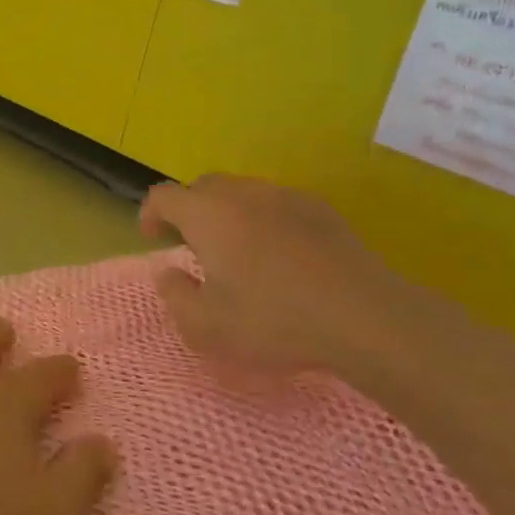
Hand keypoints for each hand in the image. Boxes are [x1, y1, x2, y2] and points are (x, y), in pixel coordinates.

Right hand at [140, 174, 438, 383]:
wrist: (363, 317)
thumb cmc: (273, 321)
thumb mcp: (206, 327)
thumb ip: (175, 297)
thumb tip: (168, 274)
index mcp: (207, 214)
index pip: (164, 196)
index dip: (151, 213)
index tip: (152, 237)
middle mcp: (242, 193)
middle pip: (203, 187)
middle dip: (189, 211)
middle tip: (193, 246)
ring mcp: (285, 196)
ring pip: (242, 193)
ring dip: (228, 214)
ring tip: (236, 251)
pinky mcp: (321, 209)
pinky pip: (277, 204)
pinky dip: (264, 221)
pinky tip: (279, 256)